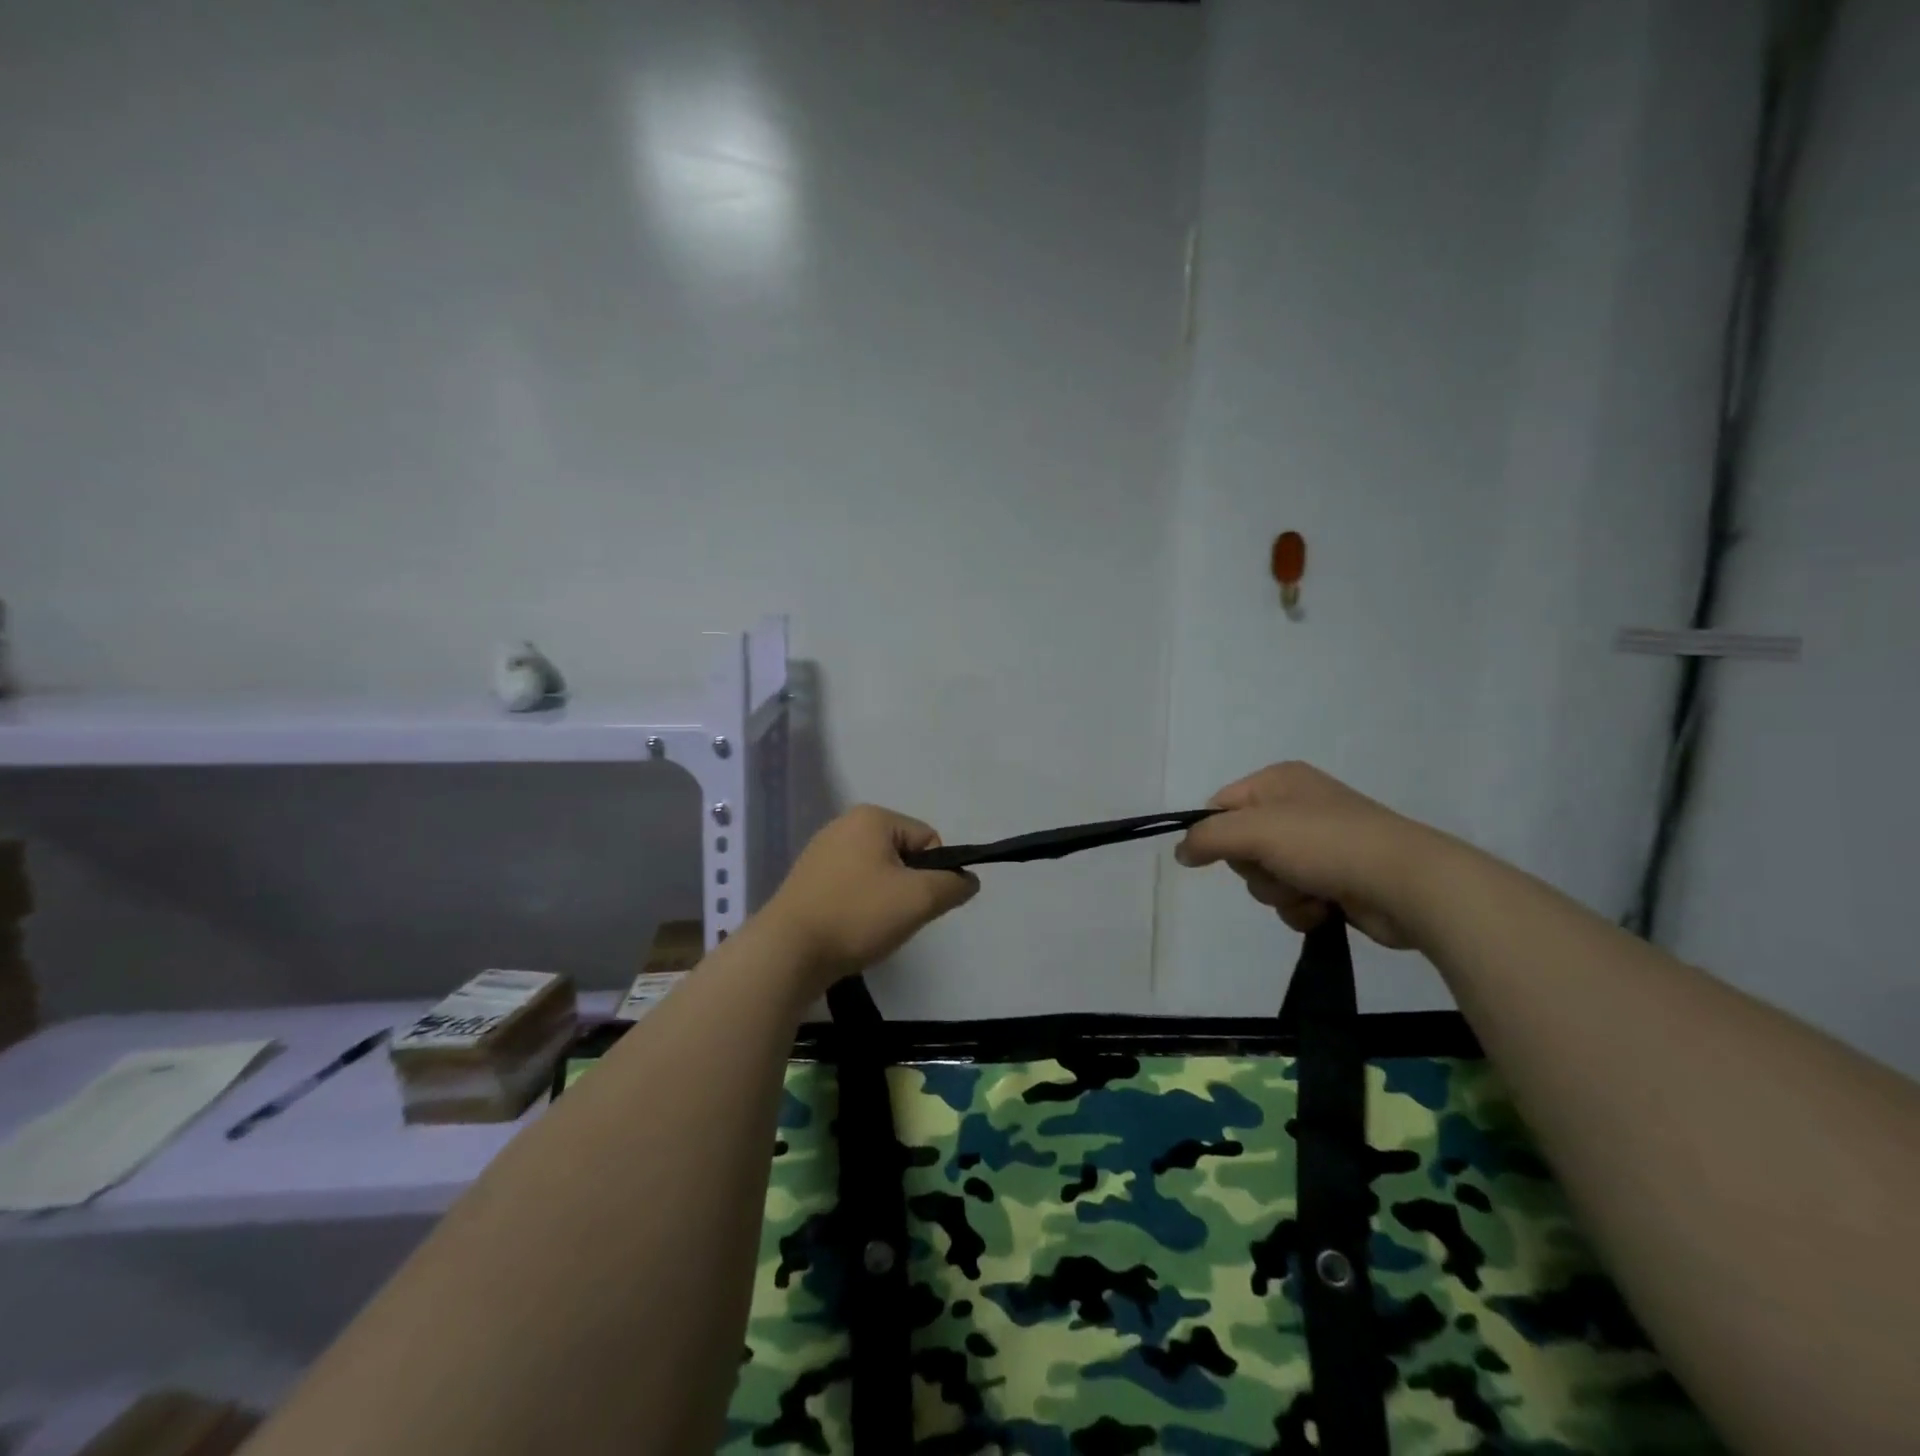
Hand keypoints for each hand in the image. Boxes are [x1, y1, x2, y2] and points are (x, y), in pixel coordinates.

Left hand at [763, 804, 978, 985]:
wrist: (787, 952)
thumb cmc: (857, 915)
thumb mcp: (919, 899)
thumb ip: (953, 885)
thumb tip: (968, 880)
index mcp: (871, 817)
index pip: (927, 839)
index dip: (933, 873)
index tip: (915, 902)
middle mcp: (844, 825)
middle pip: (903, 855)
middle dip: (907, 887)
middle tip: (894, 918)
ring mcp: (821, 852)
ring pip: (878, 874)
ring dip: (884, 900)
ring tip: (870, 927)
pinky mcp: (807, 880)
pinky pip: (851, 888)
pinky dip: (859, 907)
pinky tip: (849, 930)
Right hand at [1174, 762, 1446, 949]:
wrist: (1408, 883)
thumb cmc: (1326, 843)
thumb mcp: (1255, 830)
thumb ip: (1207, 837)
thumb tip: (1180, 851)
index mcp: (1278, 782)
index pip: (1221, 805)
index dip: (1216, 834)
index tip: (1222, 855)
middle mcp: (1296, 808)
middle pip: (1240, 847)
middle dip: (1256, 869)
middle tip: (1279, 869)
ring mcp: (1317, 846)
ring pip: (1265, 879)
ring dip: (1280, 893)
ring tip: (1310, 891)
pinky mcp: (1334, 881)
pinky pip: (1292, 900)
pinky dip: (1302, 909)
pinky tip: (1325, 908)